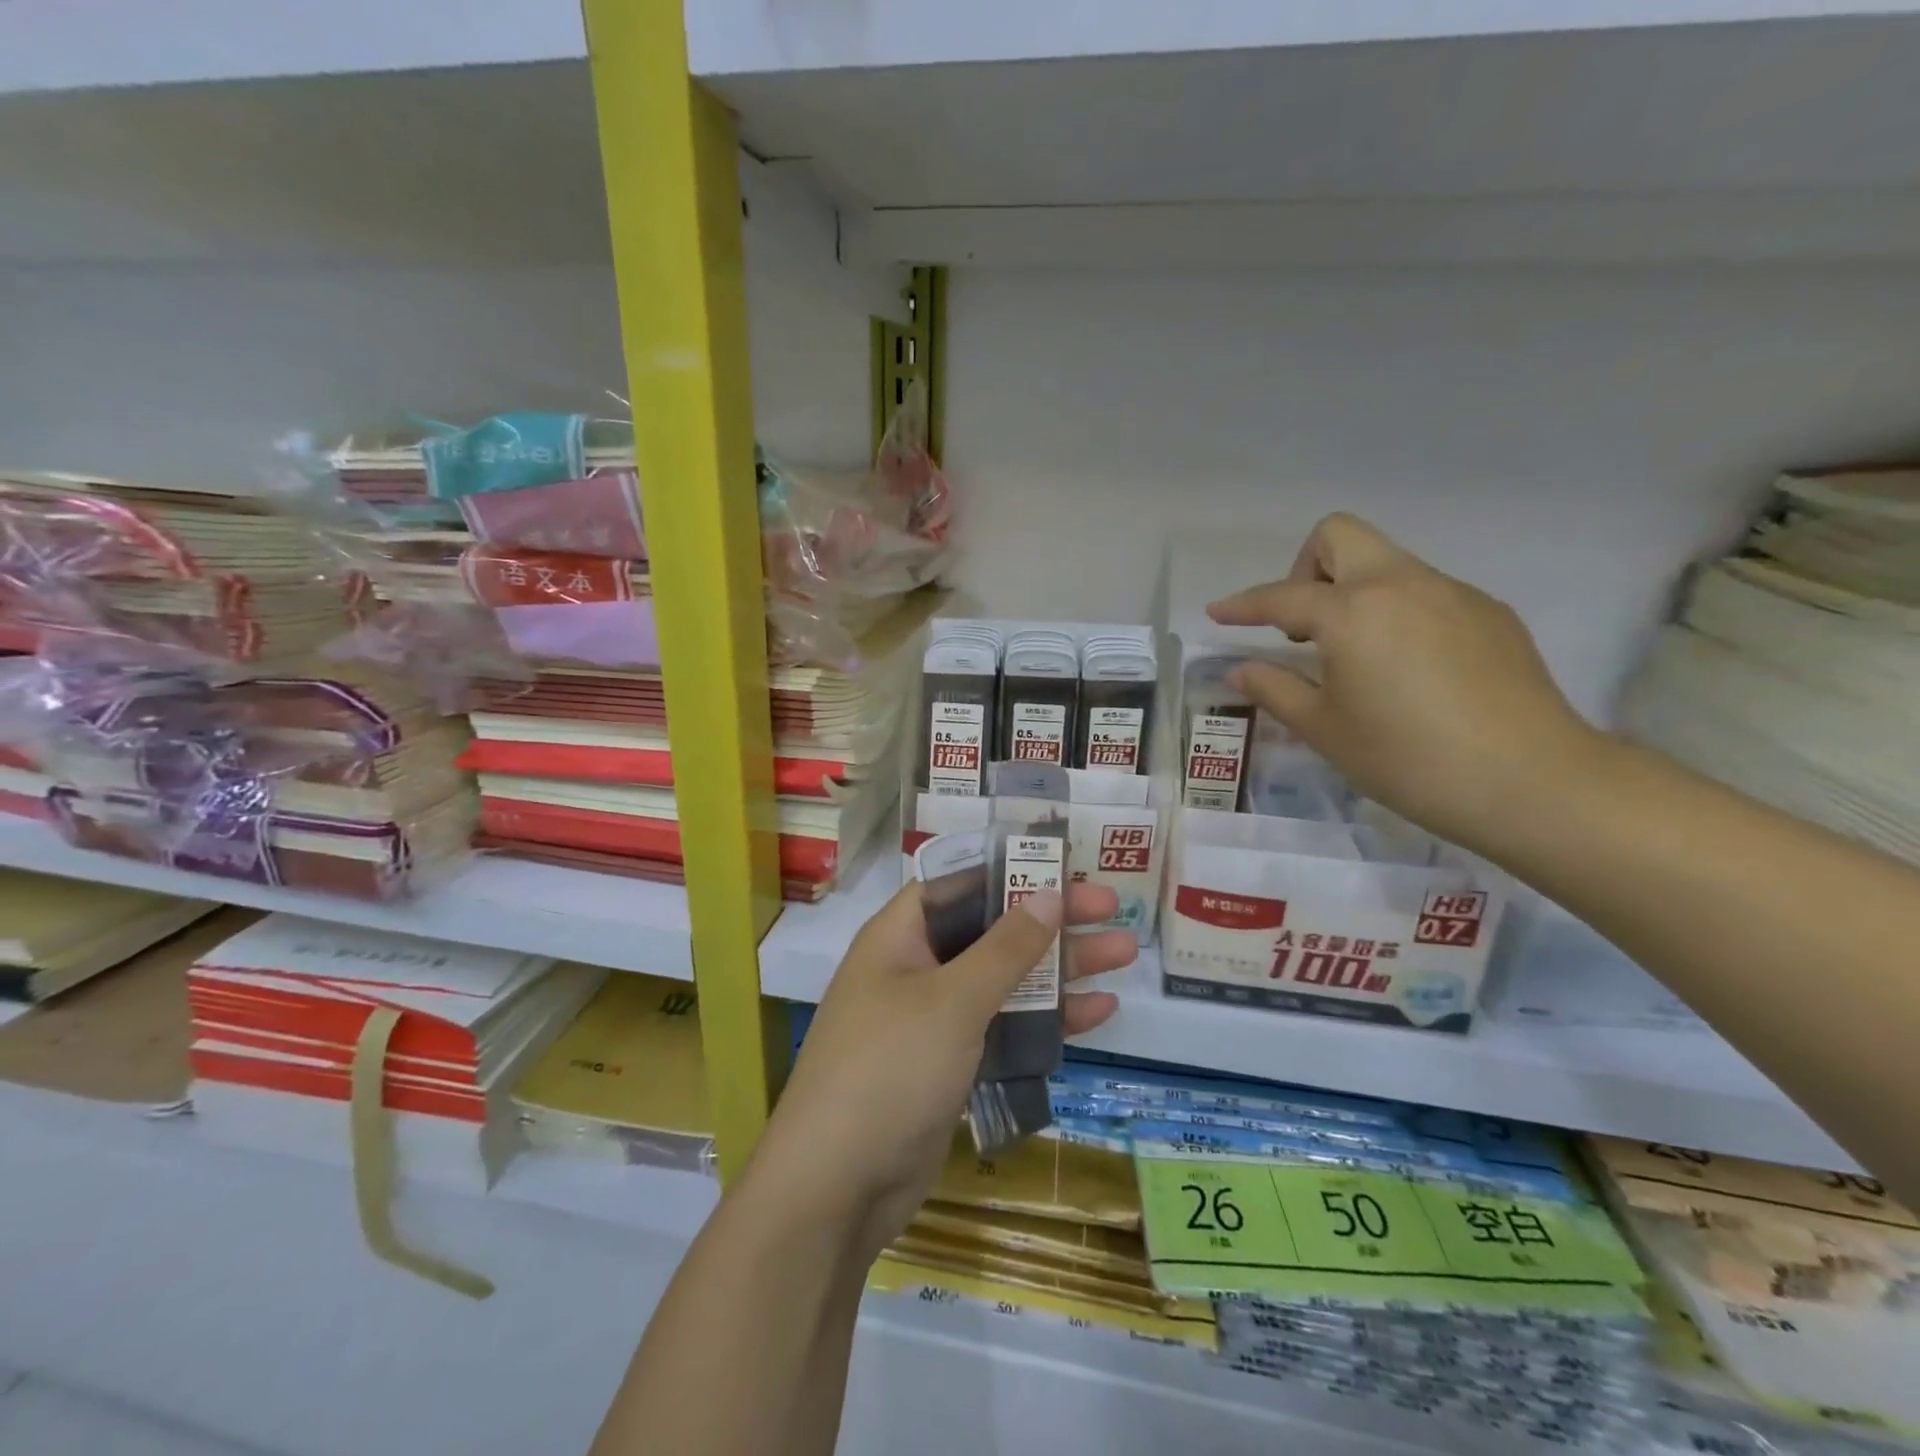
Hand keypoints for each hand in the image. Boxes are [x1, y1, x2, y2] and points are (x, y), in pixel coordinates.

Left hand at [745, 881, 1134, 1258]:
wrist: (838, 1188)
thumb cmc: (890, 1068)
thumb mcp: (953, 1000)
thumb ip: (1005, 949)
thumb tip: (1048, 895)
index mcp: (900, 937)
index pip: (959, 885)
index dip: (1009, 871)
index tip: (1061, 866)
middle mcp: (915, 969)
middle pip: (991, 931)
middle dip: (1050, 921)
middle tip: (1111, 908)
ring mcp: (933, 1020)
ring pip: (1005, 981)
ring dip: (1060, 969)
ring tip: (1124, 954)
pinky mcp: (951, 1066)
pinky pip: (1003, 1028)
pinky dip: (1045, 1020)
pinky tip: (1097, 1012)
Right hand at [1206, 512, 1604, 853]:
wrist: (1530, 780)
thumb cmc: (1408, 759)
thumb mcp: (1325, 729)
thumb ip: (1275, 689)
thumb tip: (1240, 668)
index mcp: (1352, 613)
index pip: (1281, 596)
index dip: (1242, 605)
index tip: (1217, 614)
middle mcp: (1401, 584)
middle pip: (1340, 536)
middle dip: (1305, 567)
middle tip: (1301, 625)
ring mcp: (1453, 593)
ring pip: (1386, 562)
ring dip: (1353, 591)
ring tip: (1354, 655)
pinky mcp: (1489, 613)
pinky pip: (1425, 591)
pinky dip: (1397, 612)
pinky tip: (1408, 668)